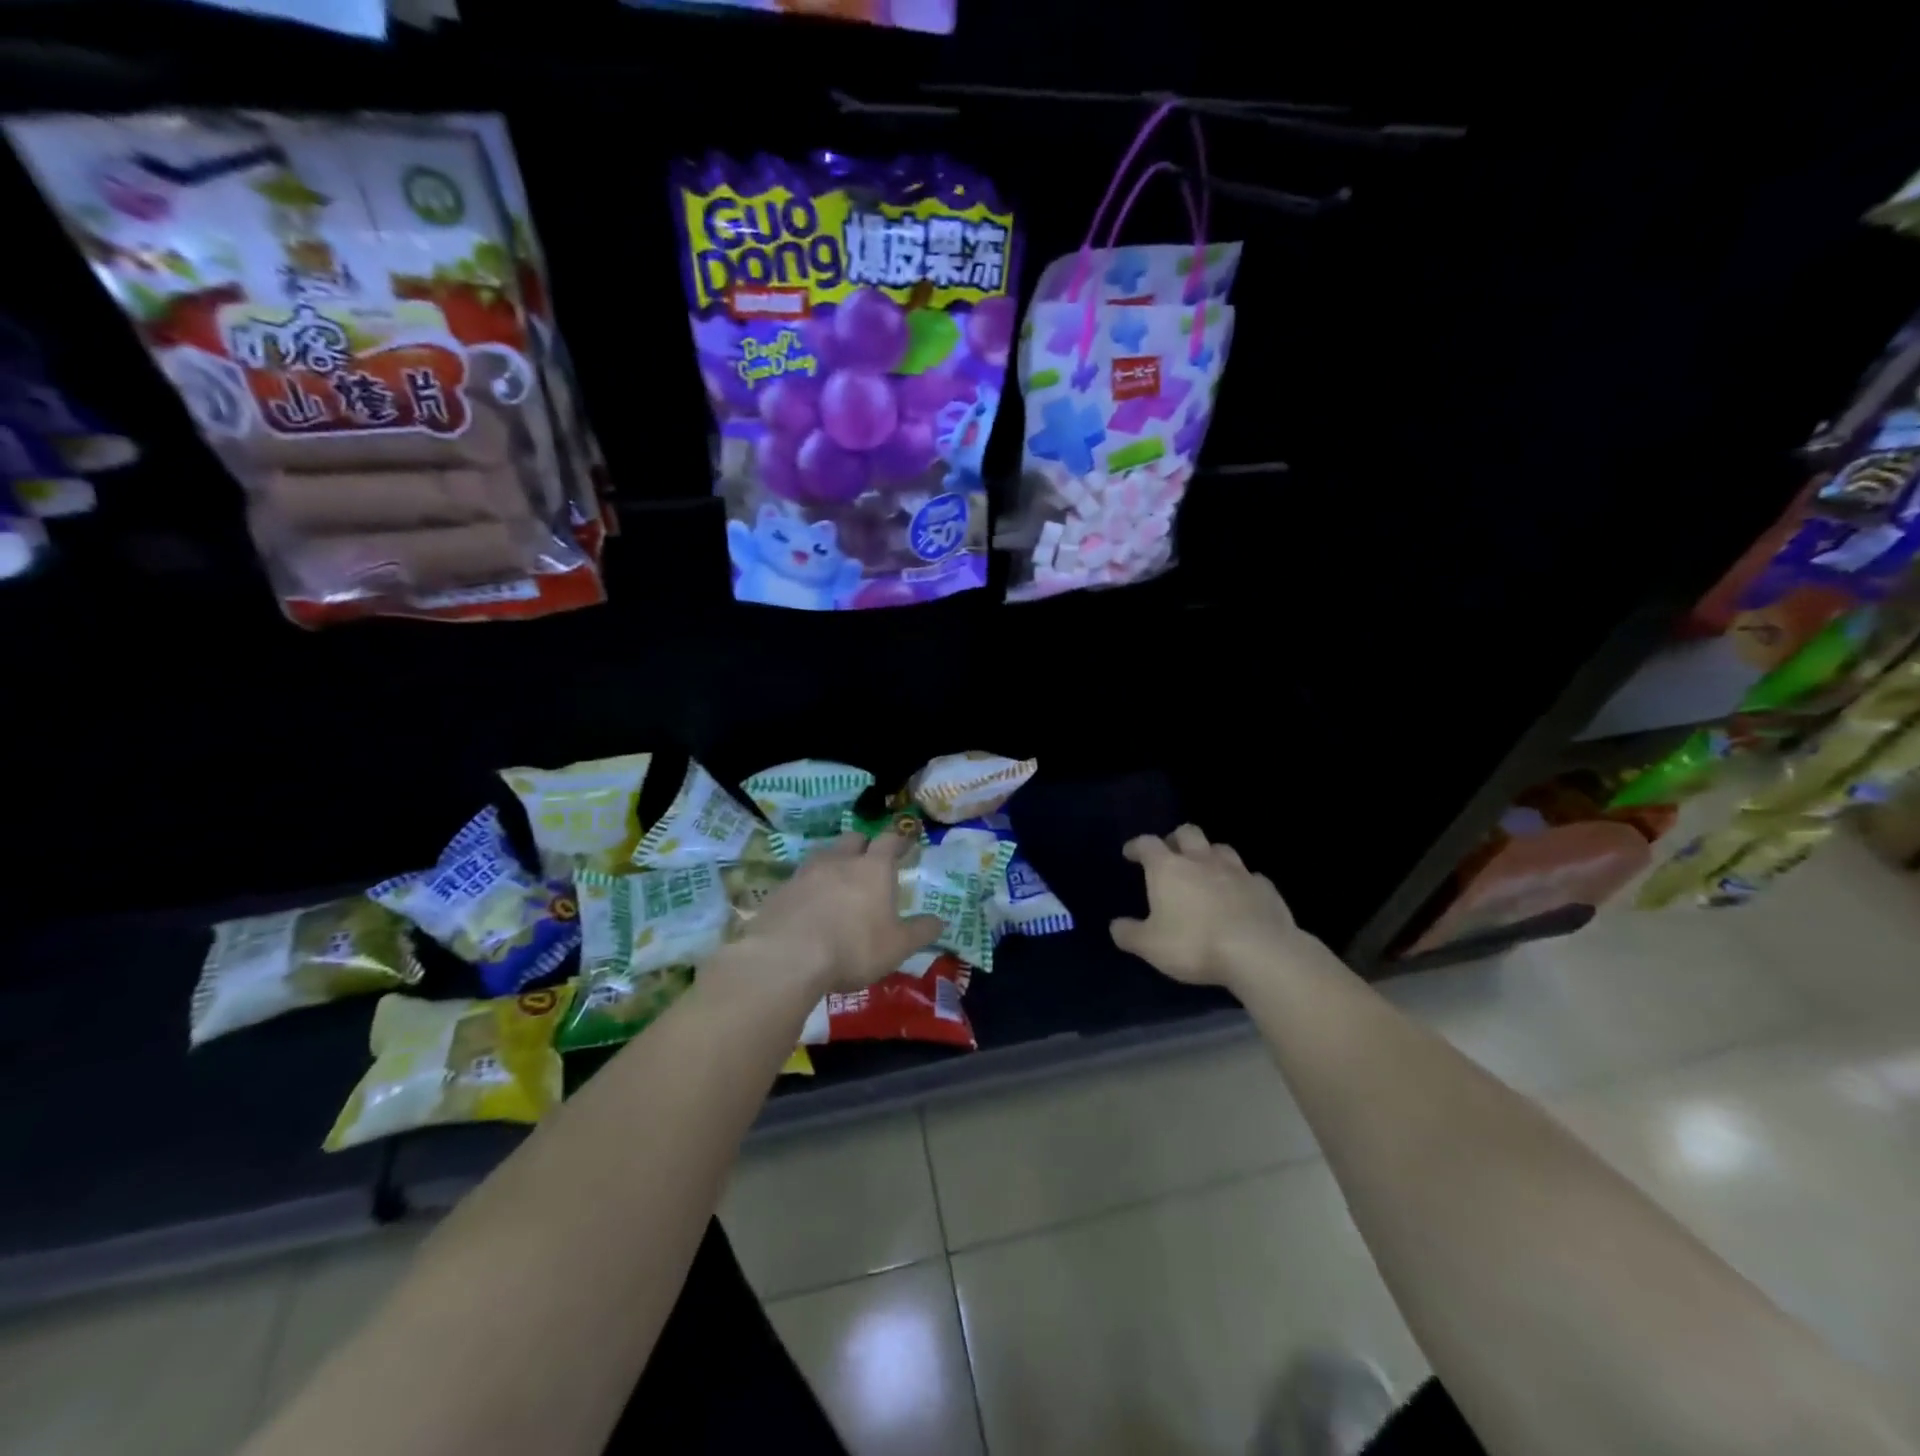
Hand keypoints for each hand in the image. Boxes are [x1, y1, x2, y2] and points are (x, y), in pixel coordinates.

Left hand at [736, 831, 943, 995]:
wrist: (787, 957)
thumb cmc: (853, 947)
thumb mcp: (897, 947)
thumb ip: (920, 932)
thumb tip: (940, 921)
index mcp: (874, 867)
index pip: (890, 840)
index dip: (899, 839)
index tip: (905, 842)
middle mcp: (840, 860)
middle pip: (854, 839)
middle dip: (864, 845)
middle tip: (870, 860)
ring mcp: (807, 872)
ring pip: (825, 854)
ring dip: (835, 862)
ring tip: (839, 882)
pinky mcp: (781, 889)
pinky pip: (801, 879)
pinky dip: (810, 886)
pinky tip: (810, 905)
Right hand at [1109, 824, 1310, 987]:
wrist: (1259, 953)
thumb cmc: (1195, 944)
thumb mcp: (1150, 946)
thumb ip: (1129, 934)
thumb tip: (1116, 926)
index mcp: (1168, 868)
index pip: (1147, 844)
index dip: (1137, 846)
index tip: (1131, 853)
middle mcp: (1201, 860)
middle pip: (1187, 833)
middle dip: (1176, 840)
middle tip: (1171, 855)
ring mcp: (1237, 871)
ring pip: (1221, 849)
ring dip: (1210, 854)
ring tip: (1206, 870)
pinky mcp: (1265, 887)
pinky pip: (1250, 876)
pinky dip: (1241, 882)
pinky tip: (1240, 895)